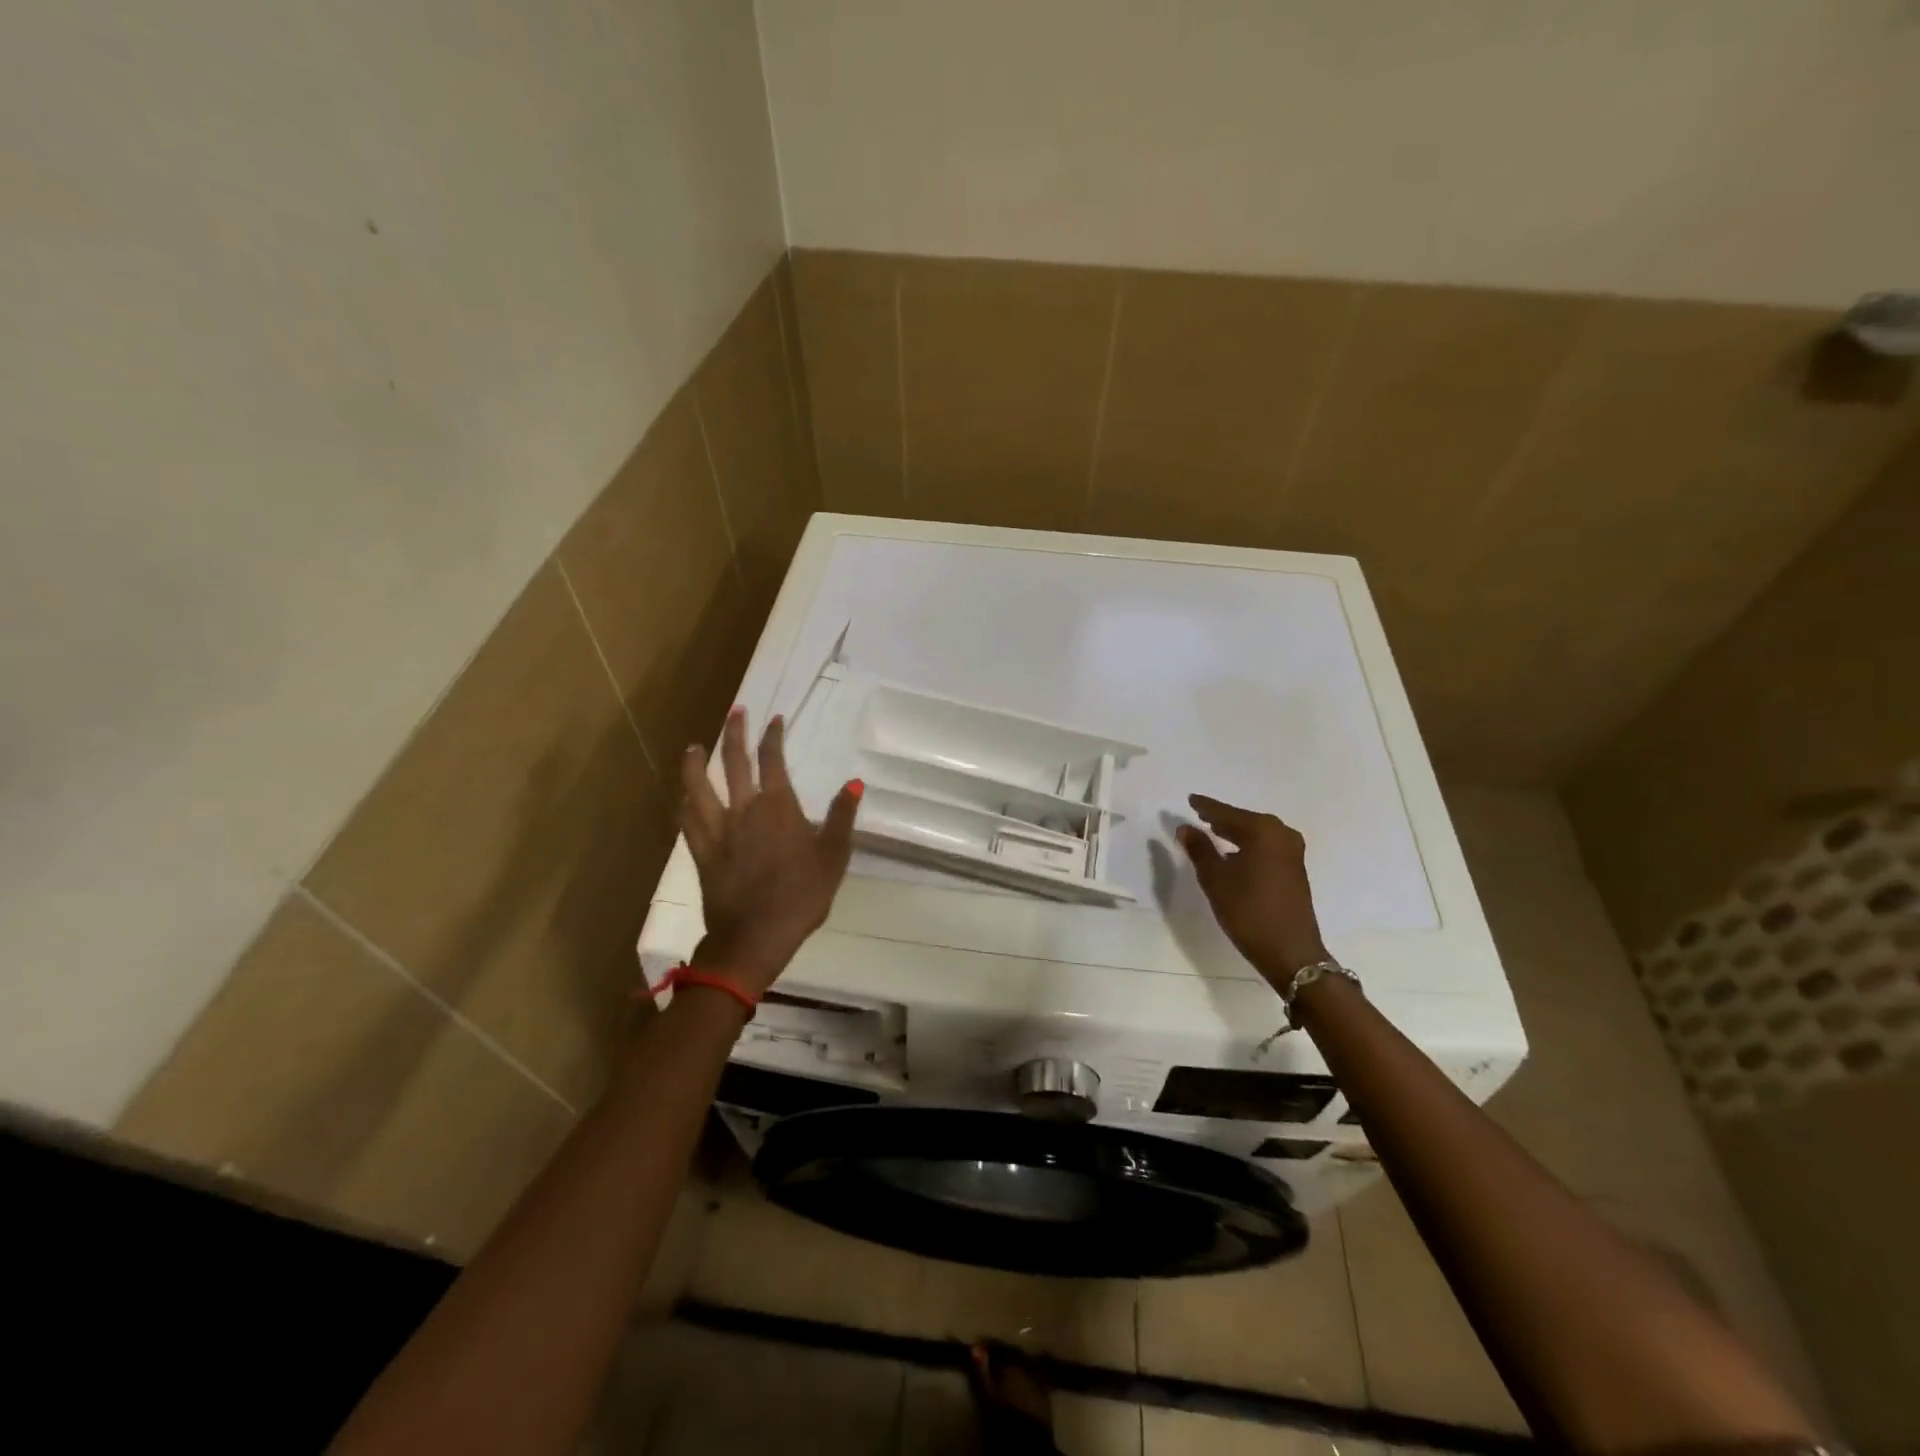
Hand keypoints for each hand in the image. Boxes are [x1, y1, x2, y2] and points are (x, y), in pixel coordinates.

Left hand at [681, 707, 861, 996]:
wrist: (756, 935)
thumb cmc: (802, 895)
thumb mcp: (834, 856)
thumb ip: (842, 817)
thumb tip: (854, 782)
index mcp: (778, 807)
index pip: (772, 760)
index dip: (773, 736)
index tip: (773, 720)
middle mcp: (744, 809)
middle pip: (734, 763)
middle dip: (735, 734)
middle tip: (735, 712)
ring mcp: (718, 830)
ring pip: (700, 787)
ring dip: (696, 763)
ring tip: (693, 746)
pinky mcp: (702, 852)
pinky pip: (688, 821)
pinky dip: (685, 803)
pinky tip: (682, 796)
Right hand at [1176, 794, 1328, 990]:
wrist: (1291, 952)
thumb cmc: (1248, 912)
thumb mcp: (1216, 880)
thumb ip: (1199, 849)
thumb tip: (1185, 827)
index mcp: (1263, 831)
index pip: (1226, 813)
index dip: (1206, 807)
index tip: (1190, 800)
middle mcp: (1282, 835)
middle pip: (1245, 820)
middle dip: (1222, 818)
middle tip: (1199, 814)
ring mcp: (1292, 852)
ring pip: (1257, 833)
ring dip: (1236, 832)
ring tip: (1212, 831)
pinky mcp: (1295, 869)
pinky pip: (1266, 846)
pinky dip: (1248, 844)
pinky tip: (1234, 853)